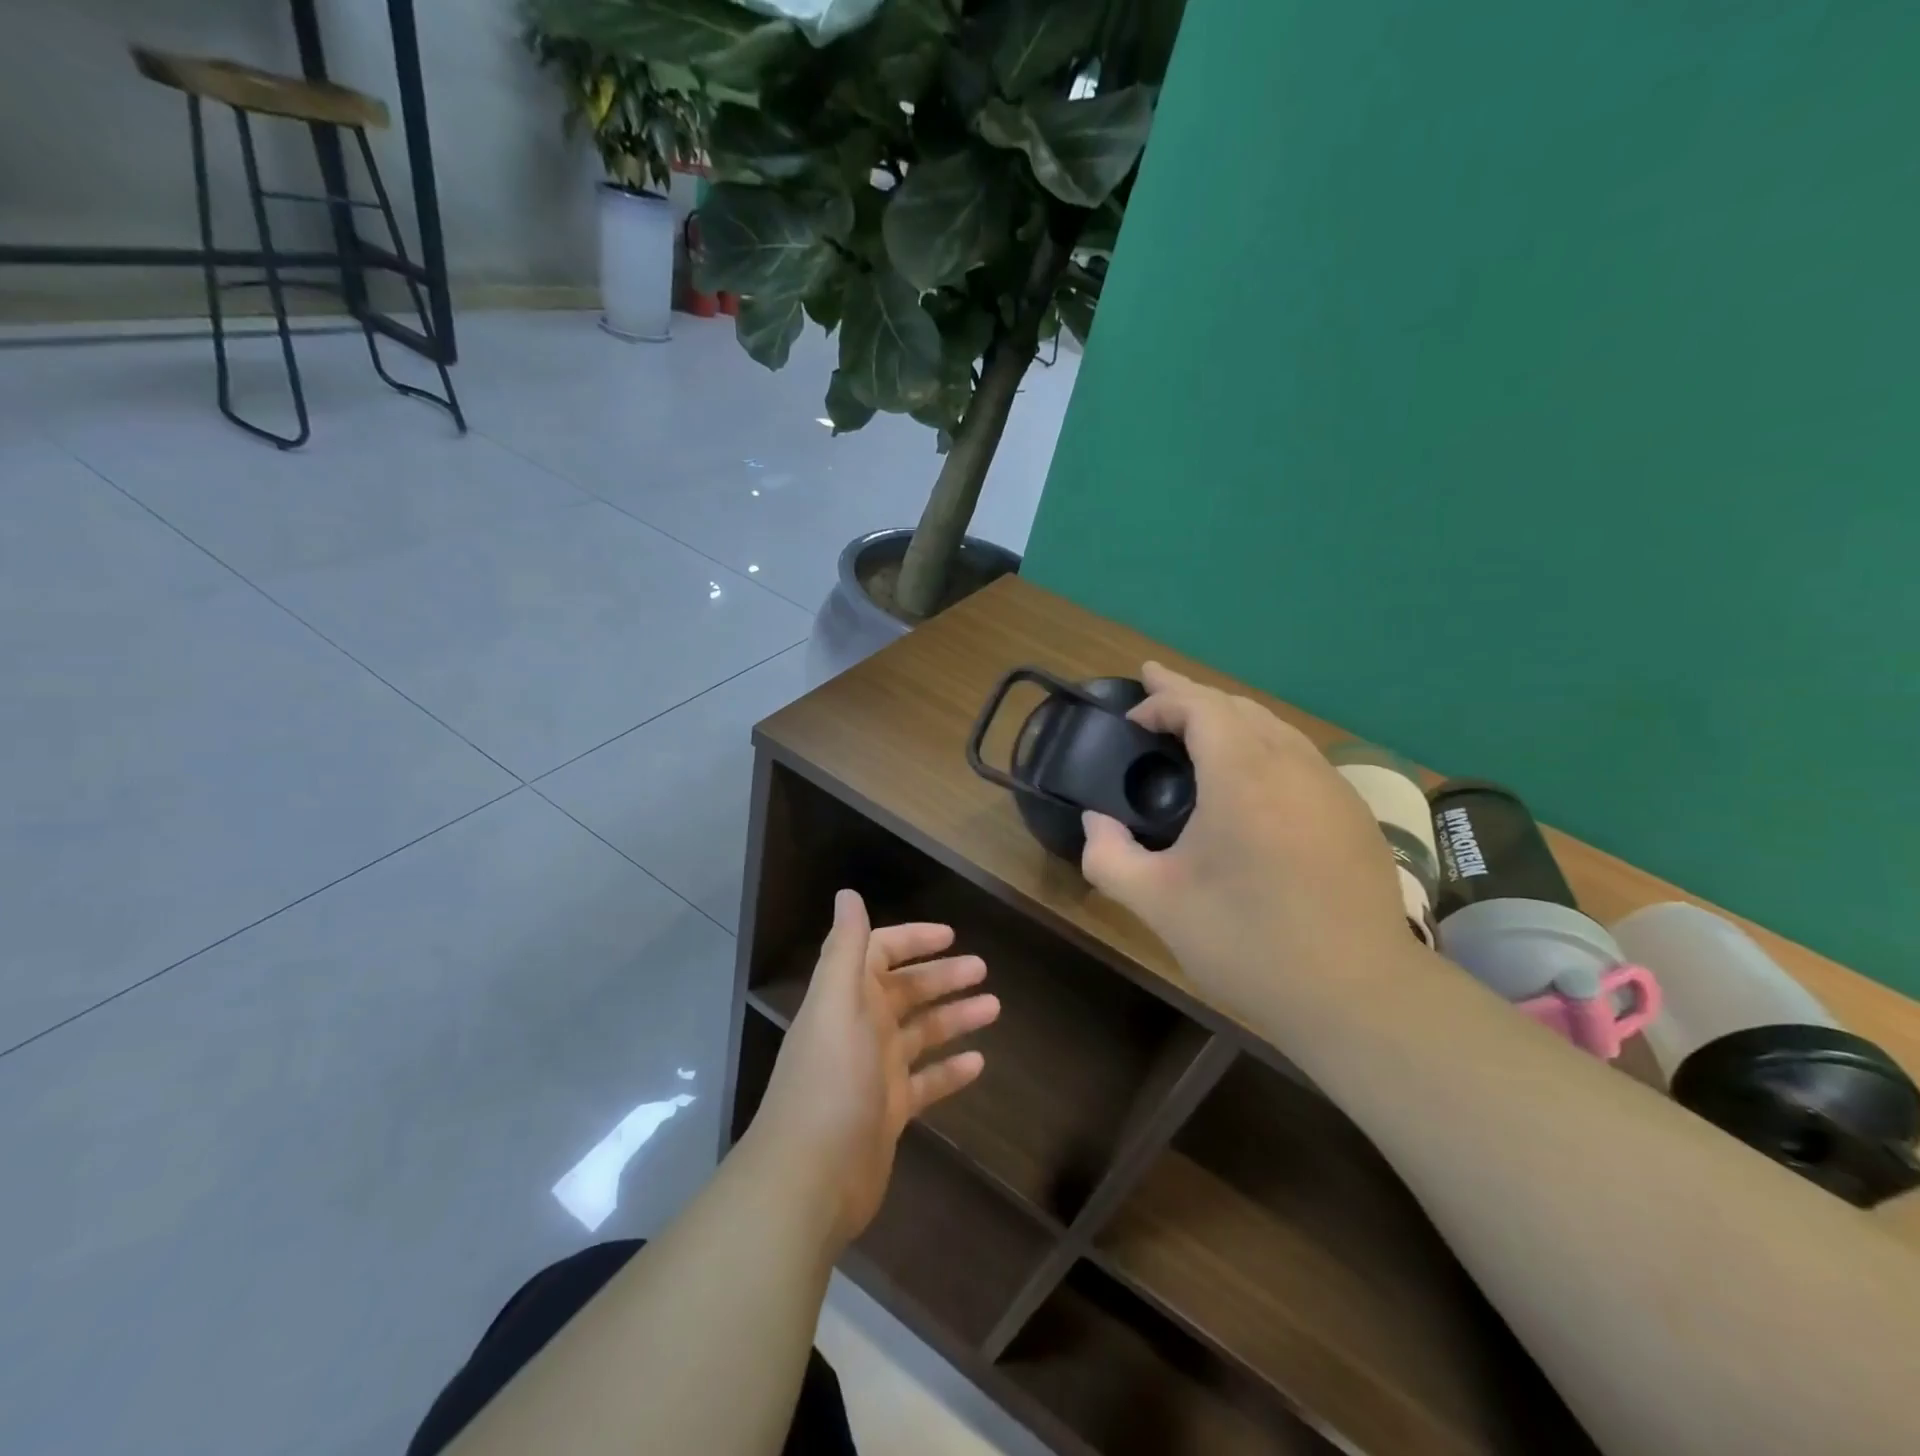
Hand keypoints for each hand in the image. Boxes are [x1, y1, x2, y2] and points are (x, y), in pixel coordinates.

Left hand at [750, 890, 999, 1248]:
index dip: (912, 940)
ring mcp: (875, 1072)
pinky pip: (926, 1081)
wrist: (810, 1178)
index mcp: (846, 999)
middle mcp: (860, 1028)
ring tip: (994, 1008)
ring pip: (922, 1033)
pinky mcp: (889, 1111)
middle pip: (906, 992)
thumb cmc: (830, 1081)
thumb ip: (846, 950)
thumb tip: (847, 893)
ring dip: (954, 1017)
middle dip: (943, 978)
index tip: (952, 936)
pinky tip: (980, 1063)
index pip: (880, 954)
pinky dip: (950, 1070)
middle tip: (984, 971)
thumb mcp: (837, 1006)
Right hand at [1080, 662, 1410, 1020]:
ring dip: (1230, 718)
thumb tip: (1095, 823)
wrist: (1359, 994)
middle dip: (1192, 696)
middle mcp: (1292, 764)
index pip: (1200, 705)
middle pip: (1238, 706)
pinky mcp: (1353, 814)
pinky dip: (1262, 746)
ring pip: (1274, 727)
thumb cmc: (1248, 942)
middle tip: (1156, 694)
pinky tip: (1251, 778)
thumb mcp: (1157, 903)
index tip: (1131, 717)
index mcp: (1242, 774)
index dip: (1162, 699)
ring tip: (1197, 729)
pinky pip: (1299, 756)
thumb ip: (1108, 856)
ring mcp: (1331, 786)